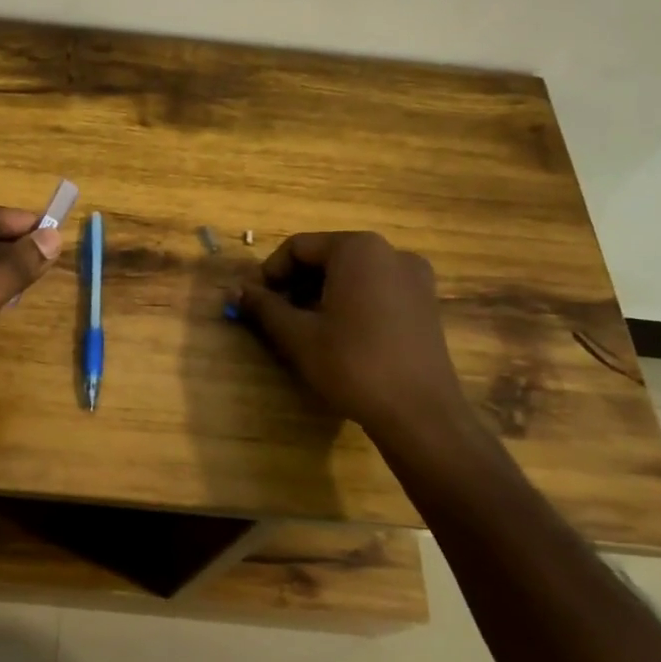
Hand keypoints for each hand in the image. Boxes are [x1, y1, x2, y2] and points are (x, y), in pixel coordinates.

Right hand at [233, 232, 475, 454]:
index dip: (270, 273)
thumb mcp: (298, 335)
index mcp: (358, 249)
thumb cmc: (353, 364)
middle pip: (327, 257)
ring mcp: (414, 277)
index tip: (257, 304)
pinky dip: (350, 302)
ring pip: (352, 274)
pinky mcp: (425, 303)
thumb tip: (235, 290)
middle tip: (276, 317)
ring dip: (320, 294)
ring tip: (304, 329)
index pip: (298, 247)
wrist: (420, 414)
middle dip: (296, 284)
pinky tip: (339, 336)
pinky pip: (376, 289)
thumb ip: (264, 307)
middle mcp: (390, 252)